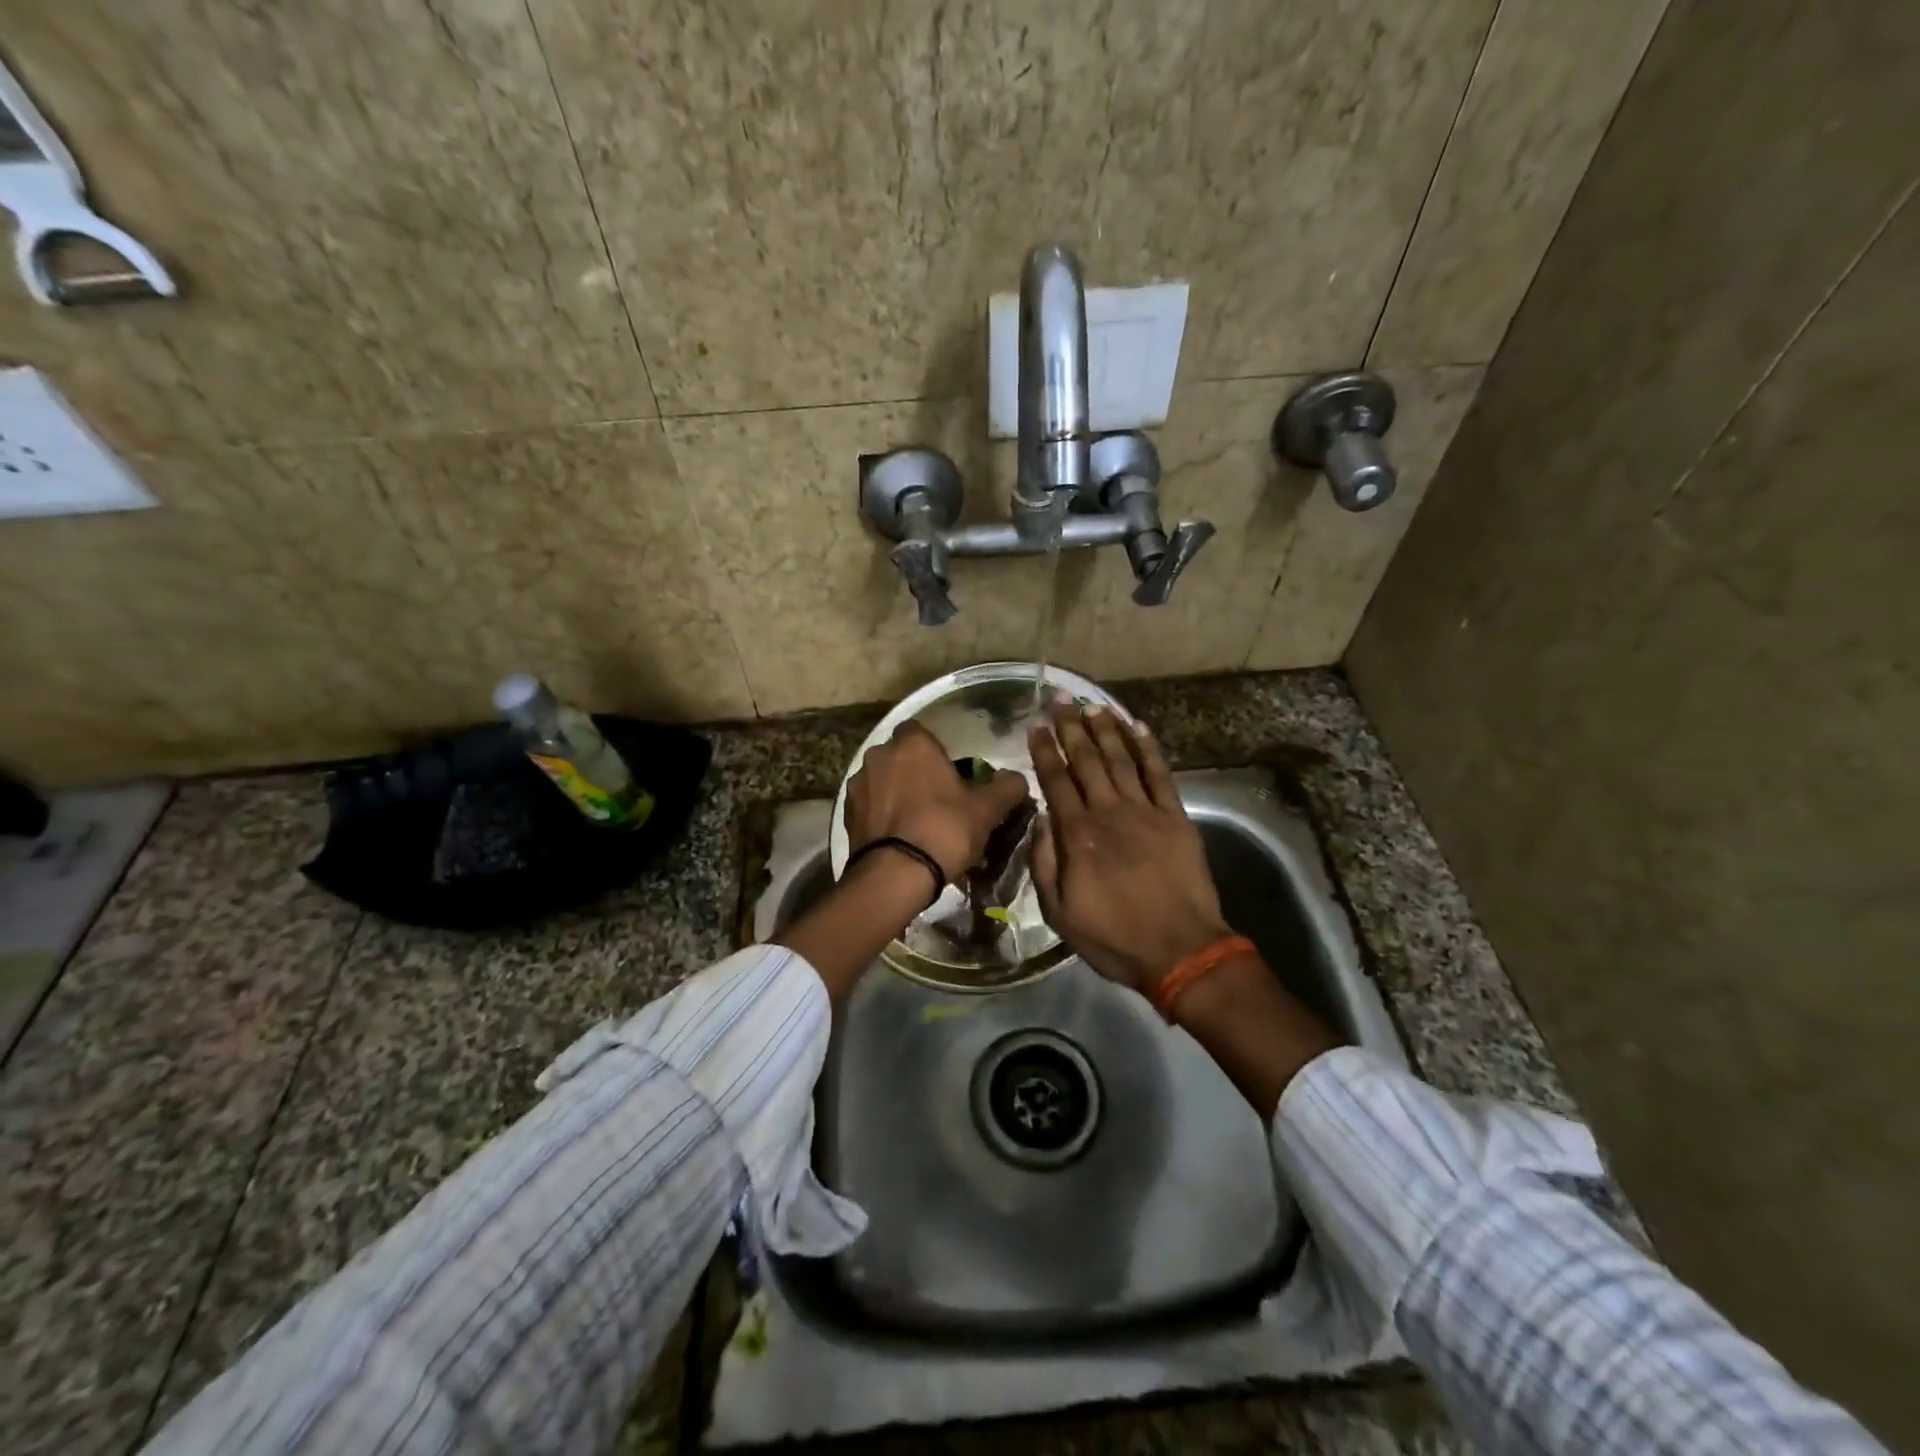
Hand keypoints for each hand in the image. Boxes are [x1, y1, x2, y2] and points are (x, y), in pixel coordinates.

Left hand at [844, 721, 1030, 883]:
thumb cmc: (945, 830)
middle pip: (901, 756)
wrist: (895, 875)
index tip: (951, 774)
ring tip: (916, 823)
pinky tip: (898, 838)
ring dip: (896, 793)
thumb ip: (1007, 787)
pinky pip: (870, 806)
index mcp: (913, 743)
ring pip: (883, 781)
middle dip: (915, 771)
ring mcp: (858, 784)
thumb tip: (1017, 779)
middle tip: (937, 799)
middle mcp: (879, 754)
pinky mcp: (846, 813)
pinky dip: (882, 815)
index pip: (922, 731)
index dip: (936, 751)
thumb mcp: (987, 809)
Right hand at [1028, 702, 1231, 994]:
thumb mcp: (1060, 913)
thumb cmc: (1114, 937)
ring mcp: (1145, 812)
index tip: (1035, 726)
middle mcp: (1109, 813)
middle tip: (1060, 699)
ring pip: (1121, 760)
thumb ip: (1045, 863)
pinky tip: (1138, 728)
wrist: (1180, 950)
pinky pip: (1160, 775)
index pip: (1057, 782)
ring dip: (1106, 730)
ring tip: (1092, 706)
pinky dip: (1149, 749)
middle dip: (1071, 728)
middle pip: (1087, 762)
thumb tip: (1040, 820)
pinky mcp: (1176, 817)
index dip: (1045, 751)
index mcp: (1078, 836)